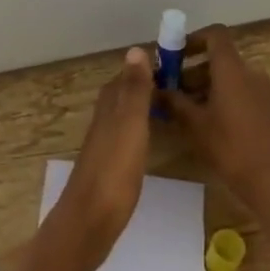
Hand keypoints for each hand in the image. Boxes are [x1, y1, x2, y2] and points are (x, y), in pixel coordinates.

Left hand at [49, 47, 153, 267]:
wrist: (91, 220)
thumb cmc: (114, 169)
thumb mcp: (130, 124)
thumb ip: (135, 90)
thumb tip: (136, 49)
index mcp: (110, 107)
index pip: (126, 76)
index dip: (146, 67)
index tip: (174, 61)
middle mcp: (104, 121)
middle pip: (123, 94)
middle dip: (145, 85)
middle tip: (179, 82)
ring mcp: (105, 145)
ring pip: (124, 115)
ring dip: (143, 106)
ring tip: (171, 106)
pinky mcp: (109, 167)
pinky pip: (127, 136)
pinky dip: (141, 129)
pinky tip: (151, 138)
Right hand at [160, 24, 269, 205]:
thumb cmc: (229, 146)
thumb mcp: (194, 124)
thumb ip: (173, 101)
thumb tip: (154, 88)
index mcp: (232, 69)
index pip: (215, 35)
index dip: (193, 38)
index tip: (174, 54)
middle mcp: (250, 72)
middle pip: (220, 58)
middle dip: (193, 68)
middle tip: (172, 88)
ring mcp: (263, 90)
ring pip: (230, 76)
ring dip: (207, 84)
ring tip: (186, 108)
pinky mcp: (269, 107)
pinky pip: (242, 90)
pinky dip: (223, 95)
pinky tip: (208, 121)